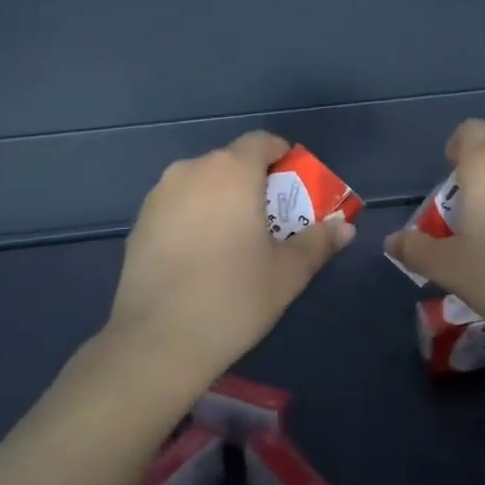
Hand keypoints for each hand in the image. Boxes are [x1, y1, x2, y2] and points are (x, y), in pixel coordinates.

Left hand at [105, 131, 353, 387]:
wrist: (156, 342)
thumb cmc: (233, 298)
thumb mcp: (288, 273)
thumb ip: (318, 242)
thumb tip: (345, 227)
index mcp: (232, 171)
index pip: (262, 141)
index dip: (282, 157)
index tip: (294, 189)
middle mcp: (192, 170)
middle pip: (231, 162)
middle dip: (254, 183)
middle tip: (271, 221)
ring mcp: (159, 196)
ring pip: (202, 184)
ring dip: (222, 200)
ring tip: (234, 241)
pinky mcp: (139, 223)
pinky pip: (178, 206)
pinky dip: (195, 218)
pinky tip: (201, 258)